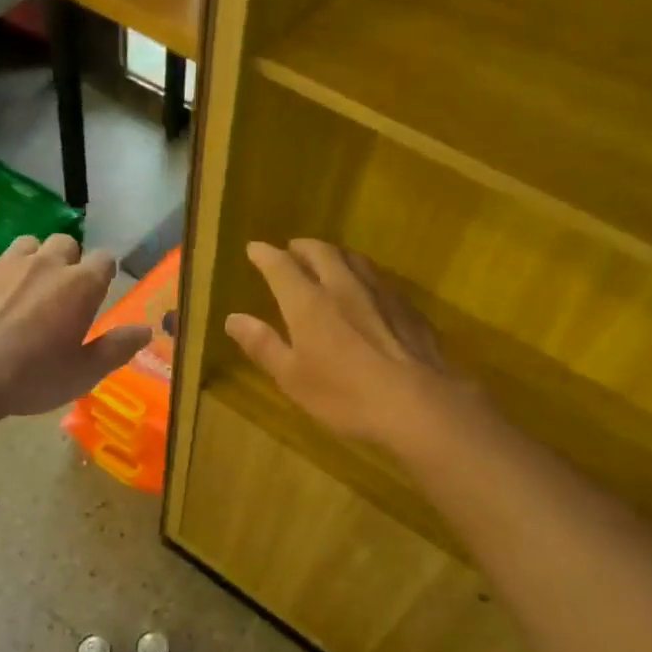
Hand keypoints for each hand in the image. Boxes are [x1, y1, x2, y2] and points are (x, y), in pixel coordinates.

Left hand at [0, 234, 150, 419]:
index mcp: (80, 286)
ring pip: (28, 245)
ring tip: (25, 291)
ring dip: (33, 260)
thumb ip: (117, 348)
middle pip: (66, 243)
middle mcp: (46, 263)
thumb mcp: (83, 373)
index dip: (104, 273)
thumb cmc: (31, 378)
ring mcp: (6, 263)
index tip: (98, 292)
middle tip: (61, 294)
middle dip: (68, 261)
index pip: (105, 259)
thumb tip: (146, 330)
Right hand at [225, 240, 470, 448]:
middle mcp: (343, 286)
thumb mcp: (293, 378)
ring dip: (334, 254)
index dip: (265, 255)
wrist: (418, 403)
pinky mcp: (407, 307)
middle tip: (291, 249)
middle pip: (321, 253)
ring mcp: (380, 293)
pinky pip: (379, 276)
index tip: (254, 249)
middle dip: (302, 248)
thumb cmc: (345, 395)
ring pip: (354, 259)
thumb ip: (263, 345)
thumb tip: (233, 318)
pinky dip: (362, 272)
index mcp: (308, 303)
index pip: (281, 267)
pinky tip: (367, 287)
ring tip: (327, 259)